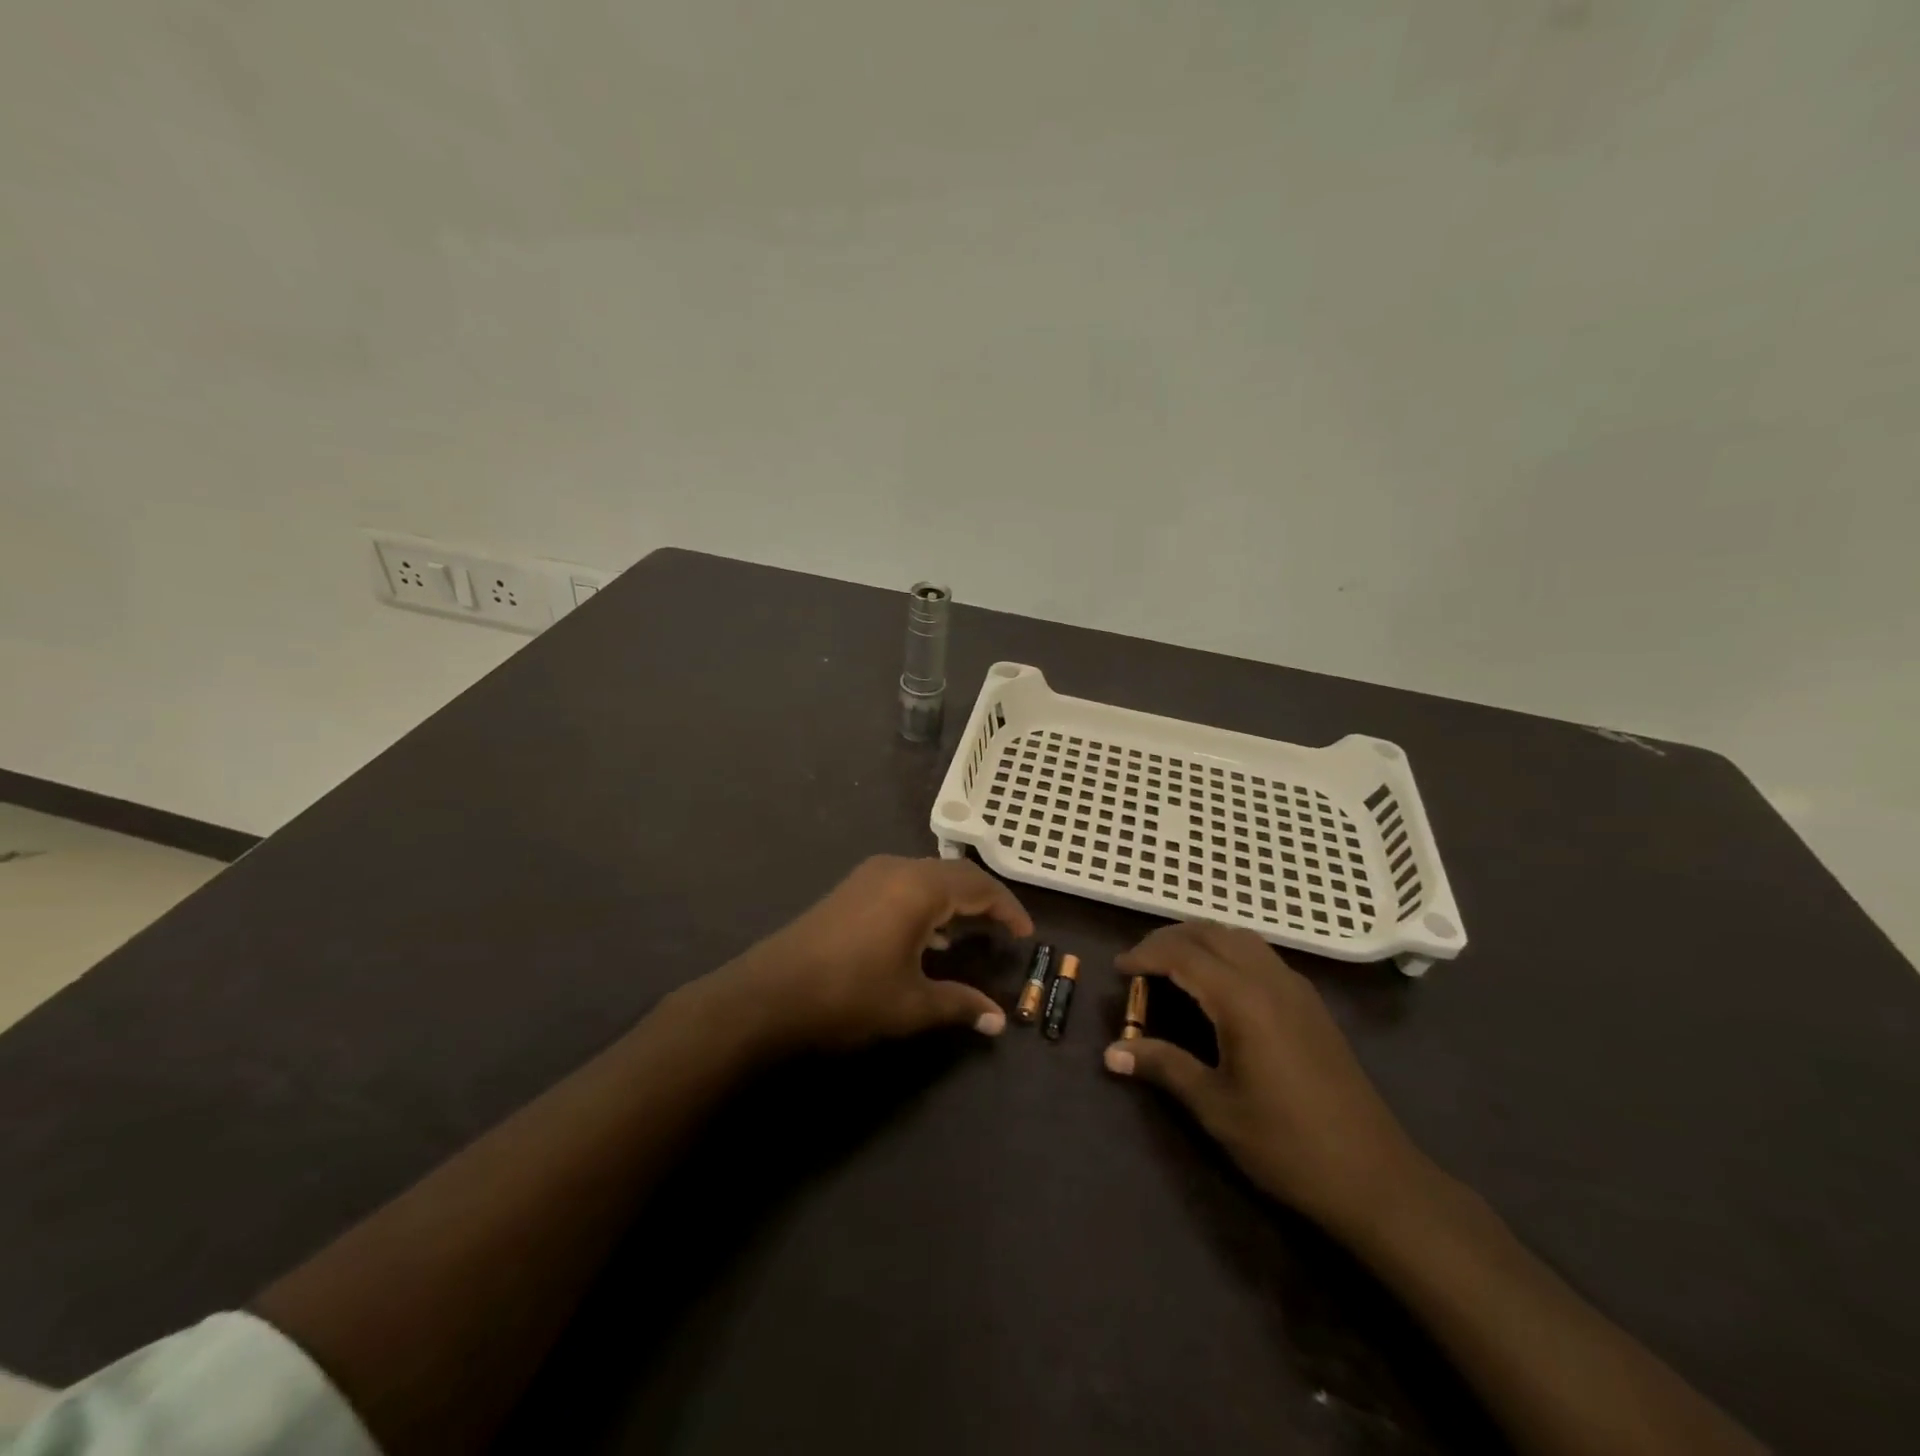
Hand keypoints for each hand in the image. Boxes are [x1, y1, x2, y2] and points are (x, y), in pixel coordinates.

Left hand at [712, 855, 1032, 1054]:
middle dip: (983, 900)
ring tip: (970, 932)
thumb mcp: (911, 1005)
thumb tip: (999, 1022)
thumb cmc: (849, 995)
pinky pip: (903, 883)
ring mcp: (870, 875)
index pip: (979, 886)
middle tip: (1004, 930)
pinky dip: (926, 901)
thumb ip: (960, 1005)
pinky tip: (925, 934)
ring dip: (953, 899)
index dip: (1007, 908)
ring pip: (927, 876)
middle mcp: (897, 869)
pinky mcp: (851, 888)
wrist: (768, 994)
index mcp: (920, 887)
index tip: (1026, 933)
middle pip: (955, 875)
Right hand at [1104, 922, 1427, 1236]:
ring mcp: (1296, 989)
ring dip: (1201, 940)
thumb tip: (1111, 1053)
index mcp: (1243, 1000)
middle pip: (1211, 934)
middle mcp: (1270, 979)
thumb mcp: (1215, 1107)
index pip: (1183, 955)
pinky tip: (1218, 985)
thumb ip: (1163, 1067)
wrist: (1375, 1178)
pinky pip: (1260, 955)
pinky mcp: (1311, 1004)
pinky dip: (1227, 952)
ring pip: (1239, 938)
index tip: (1118, 969)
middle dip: (1169, 939)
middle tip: (1140, 963)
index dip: (1146, 955)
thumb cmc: (1286, 1144)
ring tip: (1172, 966)